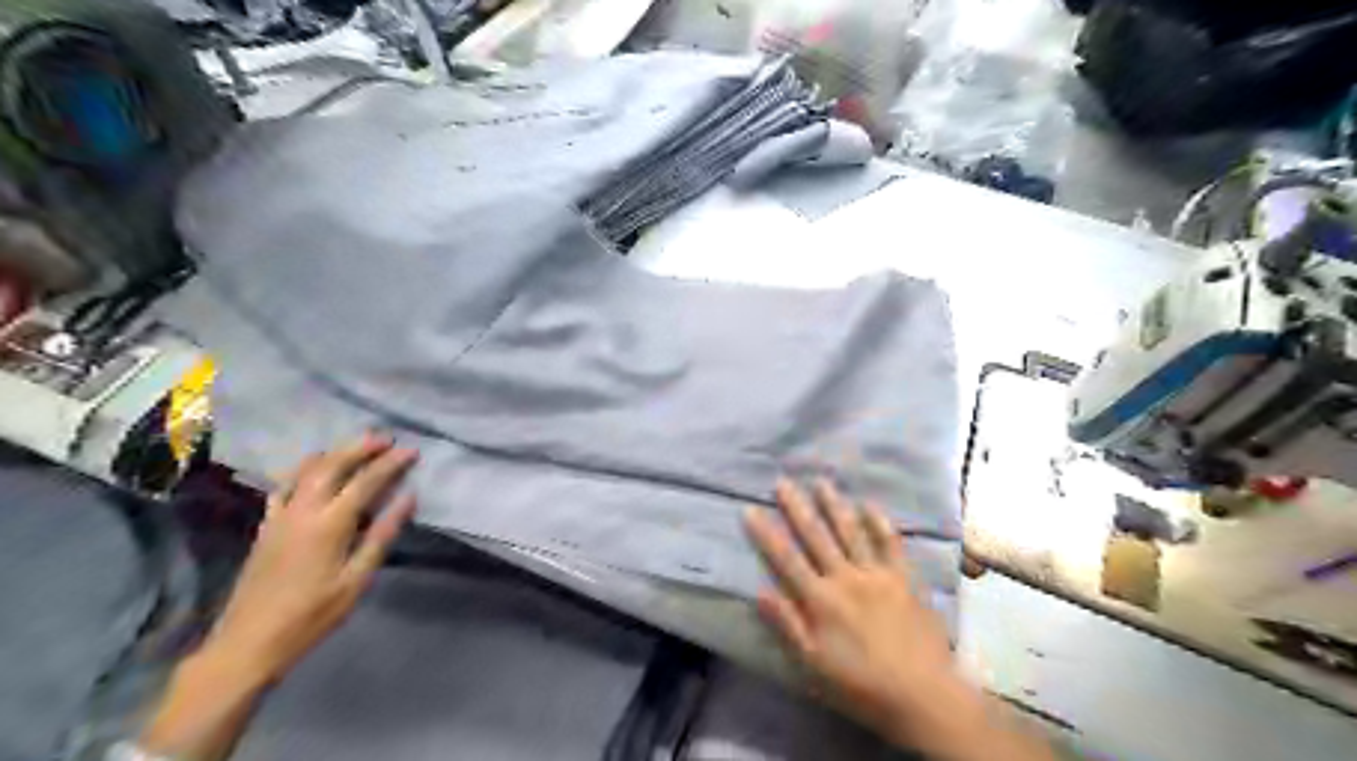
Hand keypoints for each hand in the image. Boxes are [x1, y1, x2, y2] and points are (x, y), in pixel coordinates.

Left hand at [207, 432, 416, 685]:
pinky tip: (312, 471)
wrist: (248, 643)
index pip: (366, 481)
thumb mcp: (357, 580)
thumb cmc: (312, 615)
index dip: (391, 463)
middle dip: (361, 448)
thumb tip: (408, 498)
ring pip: (306, 471)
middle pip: (333, 465)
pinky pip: (284, 486)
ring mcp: (280, 516)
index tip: (412, 451)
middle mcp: (303, 511)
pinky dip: (303, 470)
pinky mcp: (266, 526)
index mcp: (330, 524)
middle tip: (386, 439)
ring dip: (333, 453)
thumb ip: (382, 535)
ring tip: (355, 446)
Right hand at [741, 480, 950, 743]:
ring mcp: (877, 574)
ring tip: (821, 482)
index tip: (751, 509)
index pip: (786, 559)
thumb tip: (760, 591)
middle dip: (797, 508)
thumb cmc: (862, 685)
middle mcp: (845, 577)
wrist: (923, 695)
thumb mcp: (814, 664)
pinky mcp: (904, 578)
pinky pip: (890, 543)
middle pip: (816, 536)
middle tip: (783, 482)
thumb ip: (787, 625)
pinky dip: (879, 523)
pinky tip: (869, 505)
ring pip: (851, 531)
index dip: (766, 534)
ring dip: (834, 505)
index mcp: (820, 599)